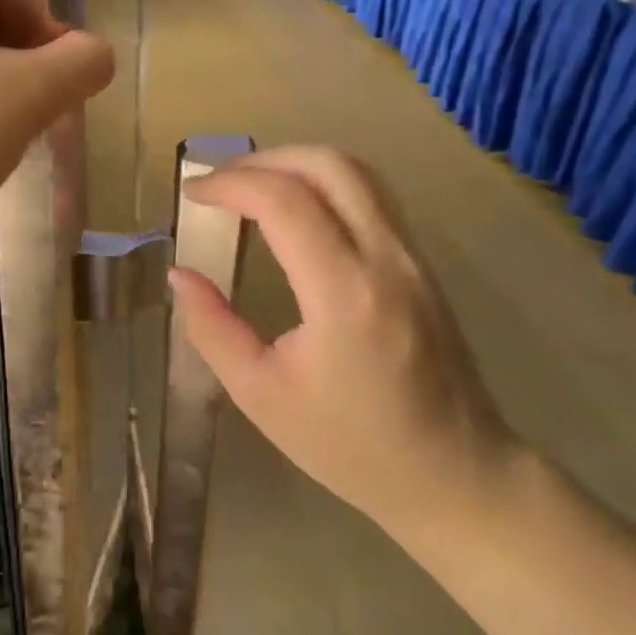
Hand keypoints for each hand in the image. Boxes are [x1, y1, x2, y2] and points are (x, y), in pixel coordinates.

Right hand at [168, 147, 513, 533]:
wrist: (456, 474)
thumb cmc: (351, 447)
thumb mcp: (261, 395)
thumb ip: (212, 328)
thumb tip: (179, 274)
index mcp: (344, 294)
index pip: (284, 200)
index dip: (230, 183)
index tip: (192, 194)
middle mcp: (386, 259)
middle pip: (327, 164)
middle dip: (263, 160)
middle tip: (219, 183)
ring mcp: (414, 257)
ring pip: (357, 171)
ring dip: (297, 164)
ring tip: (252, 188)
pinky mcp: (423, 264)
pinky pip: (373, 196)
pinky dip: (326, 184)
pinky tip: (296, 211)